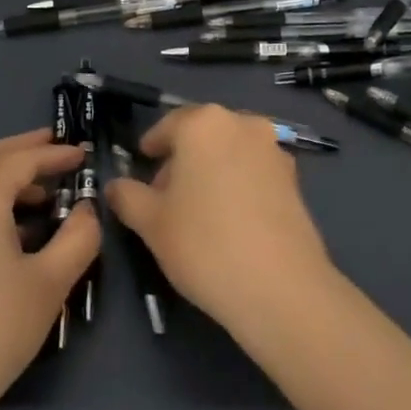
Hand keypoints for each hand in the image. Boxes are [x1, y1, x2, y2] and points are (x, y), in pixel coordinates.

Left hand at [0, 128, 98, 409]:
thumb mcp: (50, 283)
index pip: (24, 159)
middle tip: (58, 146)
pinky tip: (5, 222)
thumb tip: (87, 209)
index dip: (57, 154)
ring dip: (3, 172)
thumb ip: (79, 236)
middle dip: (26, 149)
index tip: (84, 153)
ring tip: (39, 189)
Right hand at [105, 105, 333, 332]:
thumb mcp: (151, 223)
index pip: (168, 125)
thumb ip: (127, 196)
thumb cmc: (204, 244)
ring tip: (199, 209)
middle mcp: (243, 123)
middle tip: (166, 194)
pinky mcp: (295, 178)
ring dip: (212, 169)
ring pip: (231, 150)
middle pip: (202, 134)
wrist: (280, 286)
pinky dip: (239, 183)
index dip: (151, 147)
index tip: (142, 166)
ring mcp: (274, 148)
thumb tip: (115, 186)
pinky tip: (231, 219)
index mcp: (204, 123)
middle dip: (182, 158)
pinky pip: (255, 170)